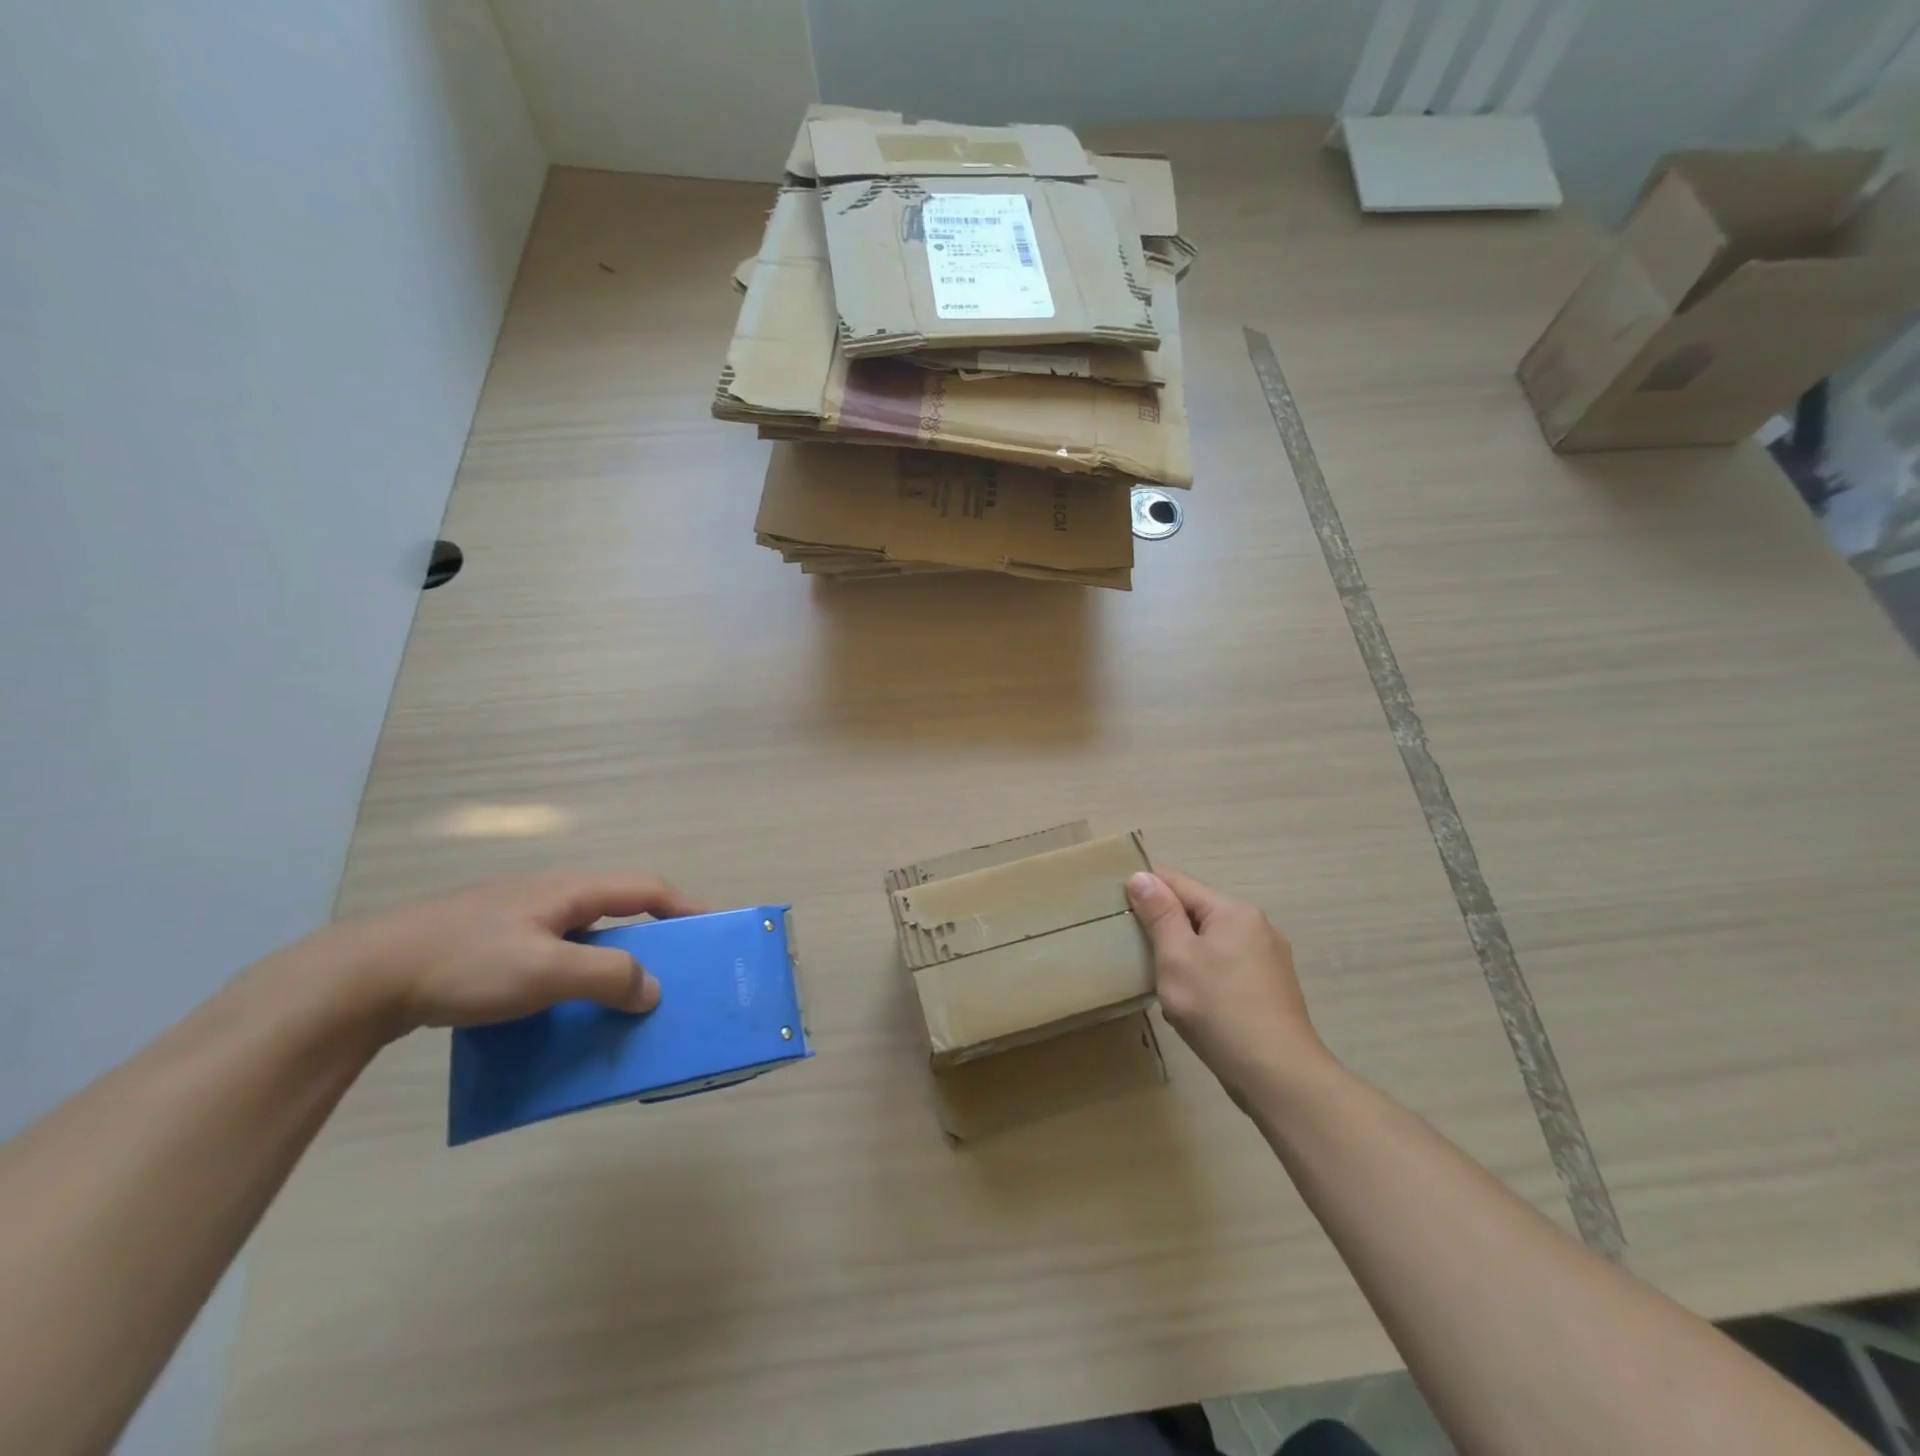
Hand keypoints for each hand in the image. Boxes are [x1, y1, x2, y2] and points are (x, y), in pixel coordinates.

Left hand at [295, 871, 704, 1038]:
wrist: (362, 977)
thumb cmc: (466, 964)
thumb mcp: (546, 971)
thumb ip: (608, 975)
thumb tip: (653, 989)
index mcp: (570, 890)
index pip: (646, 889)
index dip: (684, 907)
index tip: (713, 929)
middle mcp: (550, 895)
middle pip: (618, 910)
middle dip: (650, 939)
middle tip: (670, 972)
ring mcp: (518, 917)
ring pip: (584, 935)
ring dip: (610, 962)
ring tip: (620, 998)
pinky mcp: (490, 942)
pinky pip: (553, 954)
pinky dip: (574, 975)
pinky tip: (559, 1007)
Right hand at [1126, 869, 1328, 1104]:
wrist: (1278, 1076)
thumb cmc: (1219, 1009)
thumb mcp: (1176, 958)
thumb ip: (1159, 914)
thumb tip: (1141, 876)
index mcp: (1233, 911)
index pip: (1178, 882)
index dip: (1145, 889)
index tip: (1116, 905)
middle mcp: (1256, 925)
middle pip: (1197, 912)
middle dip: (1166, 928)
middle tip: (1136, 952)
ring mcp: (1269, 958)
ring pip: (1212, 942)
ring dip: (1185, 955)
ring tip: (1163, 983)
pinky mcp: (1272, 988)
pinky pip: (1228, 967)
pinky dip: (1206, 975)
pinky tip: (1195, 1004)